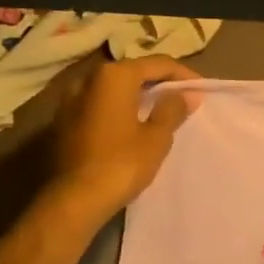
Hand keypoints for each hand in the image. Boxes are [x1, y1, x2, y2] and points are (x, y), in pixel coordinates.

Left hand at [51, 56, 201, 211]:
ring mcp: (70, 100)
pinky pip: (98, 104)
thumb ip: (172, 109)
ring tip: (157, 110)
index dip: (182, 75)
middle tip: (181, 97)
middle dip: (158, 82)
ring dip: (136, 95)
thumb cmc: (122, 163)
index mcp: (114, 76)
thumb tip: (187, 94)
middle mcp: (88, 79)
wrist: (75, 200)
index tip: (201, 89)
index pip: (157, 64)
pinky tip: (130, 124)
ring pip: (112, 88)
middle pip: (132, 72)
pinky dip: (117, 108)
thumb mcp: (157, 137)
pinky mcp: (62, 121)